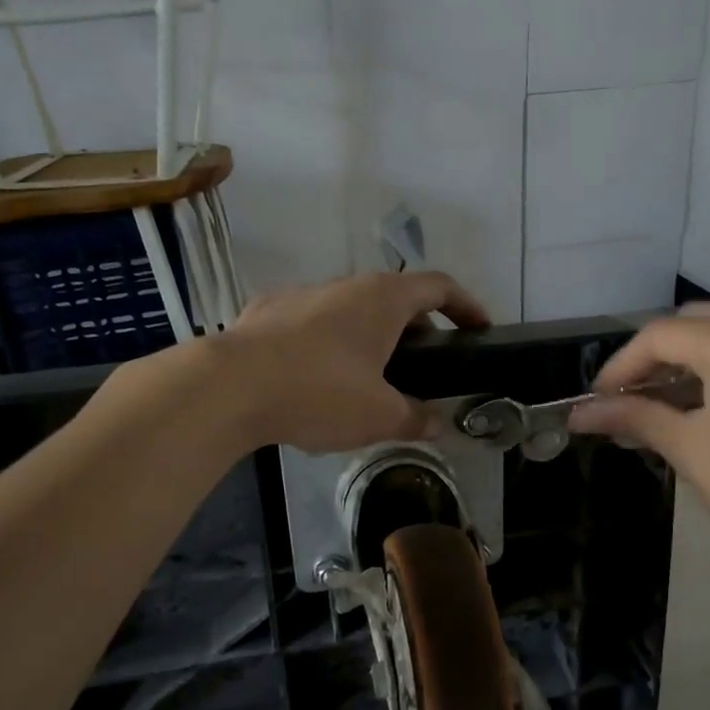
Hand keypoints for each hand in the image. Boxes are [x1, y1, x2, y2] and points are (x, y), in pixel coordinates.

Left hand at [219, 271, 490, 452]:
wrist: (229, 387)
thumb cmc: (320, 393)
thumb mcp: (379, 416)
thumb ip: (415, 418)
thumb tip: (436, 424)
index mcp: (383, 299)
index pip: (440, 286)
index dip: (467, 306)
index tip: (479, 328)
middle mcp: (345, 285)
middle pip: (395, 297)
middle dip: (416, 328)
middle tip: (423, 365)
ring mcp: (302, 294)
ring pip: (350, 309)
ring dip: (369, 336)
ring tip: (368, 377)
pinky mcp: (266, 312)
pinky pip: (312, 323)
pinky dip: (328, 343)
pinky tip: (315, 378)